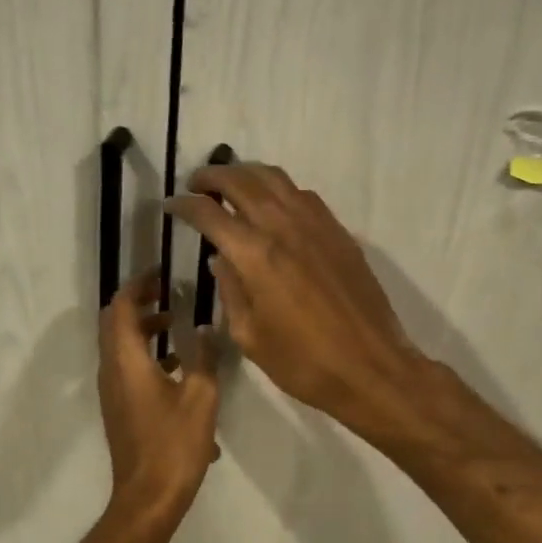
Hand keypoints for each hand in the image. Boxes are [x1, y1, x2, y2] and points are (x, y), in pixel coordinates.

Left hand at [98, 267, 220, 519]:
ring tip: (177, 326)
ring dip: (143, 330)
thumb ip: (204, 357)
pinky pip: (126, 367)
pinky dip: (145, 354)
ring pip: (120, 346)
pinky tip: (178, 368)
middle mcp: (112, 370)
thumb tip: (207, 329)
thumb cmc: (174, 445)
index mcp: (127, 361)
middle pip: (115, 322)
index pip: (123, 307)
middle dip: (139, 302)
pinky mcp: (118, 407)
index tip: (161, 273)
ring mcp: (112, 391)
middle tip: (168, 293)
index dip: (139, 285)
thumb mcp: (200, 397)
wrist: (147, 498)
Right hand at [167, 164, 424, 430]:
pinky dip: (279, 189)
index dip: (184, 204)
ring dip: (246, 174)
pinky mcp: (338, 232)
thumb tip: (220, 259)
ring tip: (231, 185)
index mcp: (255, 255)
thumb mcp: (249, 336)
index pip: (209, 213)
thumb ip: (230, 290)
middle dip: (212, 176)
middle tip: (196, 184)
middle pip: (241, 181)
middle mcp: (283, 227)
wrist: (370, 368)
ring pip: (275, 179)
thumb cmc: (303, 362)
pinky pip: (303, 195)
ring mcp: (316, 225)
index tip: (171, 205)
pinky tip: (273, 206)